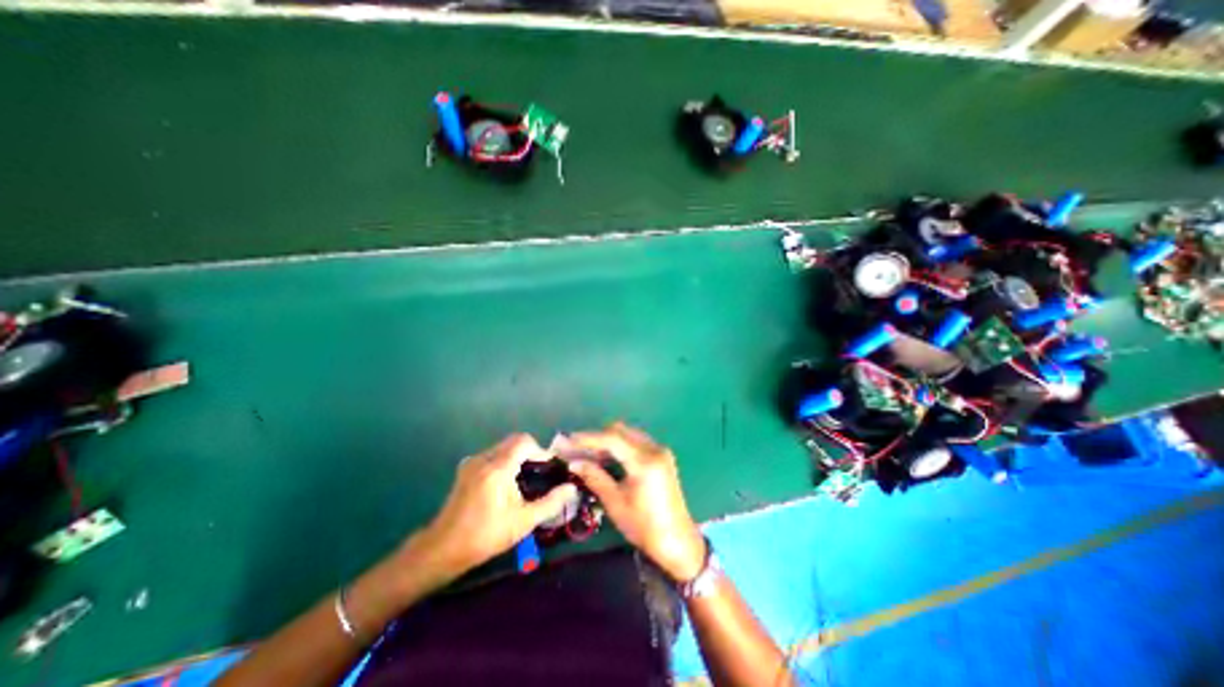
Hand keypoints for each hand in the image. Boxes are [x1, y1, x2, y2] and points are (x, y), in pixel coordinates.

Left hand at [410, 434, 578, 578]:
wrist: (443, 549)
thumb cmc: (486, 536)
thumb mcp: (523, 522)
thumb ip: (551, 503)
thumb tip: (571, 488)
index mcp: (497, 468)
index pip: (524, 441)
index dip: (540, 449)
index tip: (549, 466)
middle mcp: (483, 458)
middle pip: (514, 441)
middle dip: (530, 451)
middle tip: (540, 471)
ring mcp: (472, 462)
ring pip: (503, 446)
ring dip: (518, 455)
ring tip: (526, 477)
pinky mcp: (466, 468)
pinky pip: (493, 454)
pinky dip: (505, 460)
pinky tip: (507, 482)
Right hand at [566, 423, 701, 582]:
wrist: (678, 542)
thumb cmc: (644, 527)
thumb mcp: (616, 503)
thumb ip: (595, 477)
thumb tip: (574, 463)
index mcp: (644, 461)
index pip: (612, 439)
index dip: (588, 438)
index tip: (569, 440)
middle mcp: (654, 449)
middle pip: (621, 431)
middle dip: (597, 437)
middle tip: (577, 449)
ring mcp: (660, 451)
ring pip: (628, 434)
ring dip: (608, 441)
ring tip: (588, 454)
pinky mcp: (662, 457)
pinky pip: (636, 442)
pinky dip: (620, 446)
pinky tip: (607, 458)